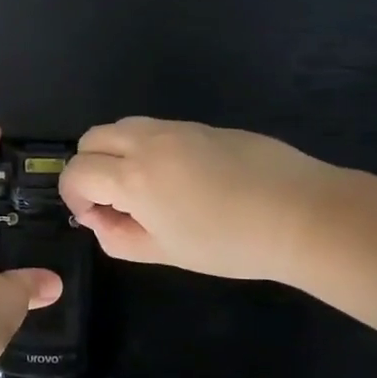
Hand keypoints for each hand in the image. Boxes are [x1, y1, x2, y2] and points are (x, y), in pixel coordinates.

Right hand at [59, 117, 335, 281]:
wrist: (303, 214)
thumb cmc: (230, 243)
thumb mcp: (165, 252)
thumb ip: (118, 237)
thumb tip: (99, 219)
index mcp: (133, 175)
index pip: (76, 171)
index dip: (73, 197)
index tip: (94, 219)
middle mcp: (148, 141)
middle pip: (92, 138)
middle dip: (88, 168)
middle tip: (112, 201)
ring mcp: (178, 128)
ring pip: (123, 126)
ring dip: (115, 153)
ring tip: (143, 188)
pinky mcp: (205, 125)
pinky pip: (157, 128)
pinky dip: (146, 147)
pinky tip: (179, 179)